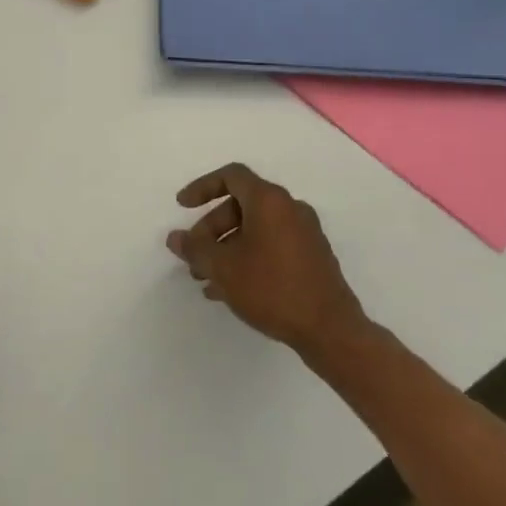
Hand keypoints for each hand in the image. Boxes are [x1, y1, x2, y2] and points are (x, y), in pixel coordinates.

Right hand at [167, 163, 366, 357]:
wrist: (330, 329)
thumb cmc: (272, 288)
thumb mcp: (224, 268)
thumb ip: (195, 249)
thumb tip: (175, 238)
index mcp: (269, 200)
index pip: (231, 176)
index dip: (202, 187)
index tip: (182, 206)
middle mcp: (289, 208)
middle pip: (241, 206)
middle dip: (212, 229)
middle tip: (195, 256)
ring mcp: (304, 233)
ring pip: (255, 229)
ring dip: (227, 248)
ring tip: (207, 279)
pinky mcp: (312, 257)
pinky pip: (271, 246)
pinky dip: (248, 258)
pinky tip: (231, 290)